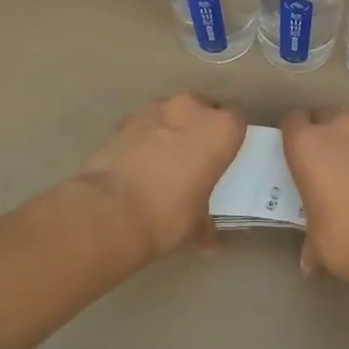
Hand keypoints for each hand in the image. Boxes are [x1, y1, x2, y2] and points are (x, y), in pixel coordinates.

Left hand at [78, 94, 246, 259]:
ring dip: (170, 131)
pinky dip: (144, 138)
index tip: (223, 157)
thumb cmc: (169, 215)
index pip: (237, 121)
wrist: (111, 212)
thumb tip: (208, 240)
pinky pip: (144, 125)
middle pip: (203, 111)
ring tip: (161, 162)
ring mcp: (156, 109)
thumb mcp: (197, 225)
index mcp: (221, 129)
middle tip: (194, 159)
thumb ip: (206, 223)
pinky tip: (137, 164)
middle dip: (199, 130)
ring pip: (171, 114)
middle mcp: (192, 109)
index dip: (230, 139)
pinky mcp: (125, 119)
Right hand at [279, 110, 348, 286]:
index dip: (294, 135)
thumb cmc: (344, 237)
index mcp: (307, 144)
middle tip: (327, 162)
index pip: (292, 121)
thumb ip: (311, 241)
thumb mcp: (317, 242)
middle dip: (326, 134)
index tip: (297, 153)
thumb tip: (311, 261)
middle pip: (326, 117)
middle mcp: (340, 128)